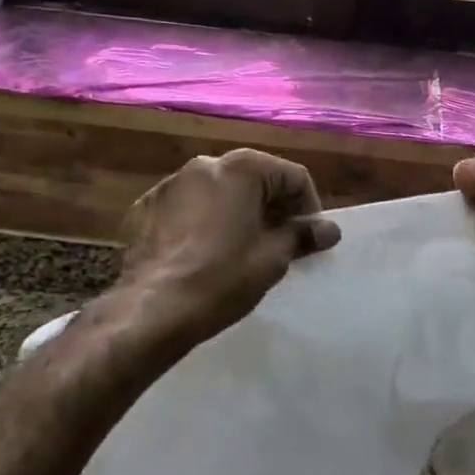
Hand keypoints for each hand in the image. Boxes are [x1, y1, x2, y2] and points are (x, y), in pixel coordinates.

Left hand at [119, 149, 340, 341]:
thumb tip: (329, 229)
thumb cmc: (222, 278)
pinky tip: (201, 254)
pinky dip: (201, 222)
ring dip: (235, 212)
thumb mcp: (272, 259)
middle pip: (253, 178)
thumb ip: (302, 236)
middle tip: (280, 244)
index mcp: (241, 169)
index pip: (292, 176)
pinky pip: (186, 208)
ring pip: (217, 192)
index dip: (308, 207)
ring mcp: (170, 184)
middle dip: (272, 207)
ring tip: (239, 250)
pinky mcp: (145, 207)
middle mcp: (204, 165)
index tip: (309, 239)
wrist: (150, 309)